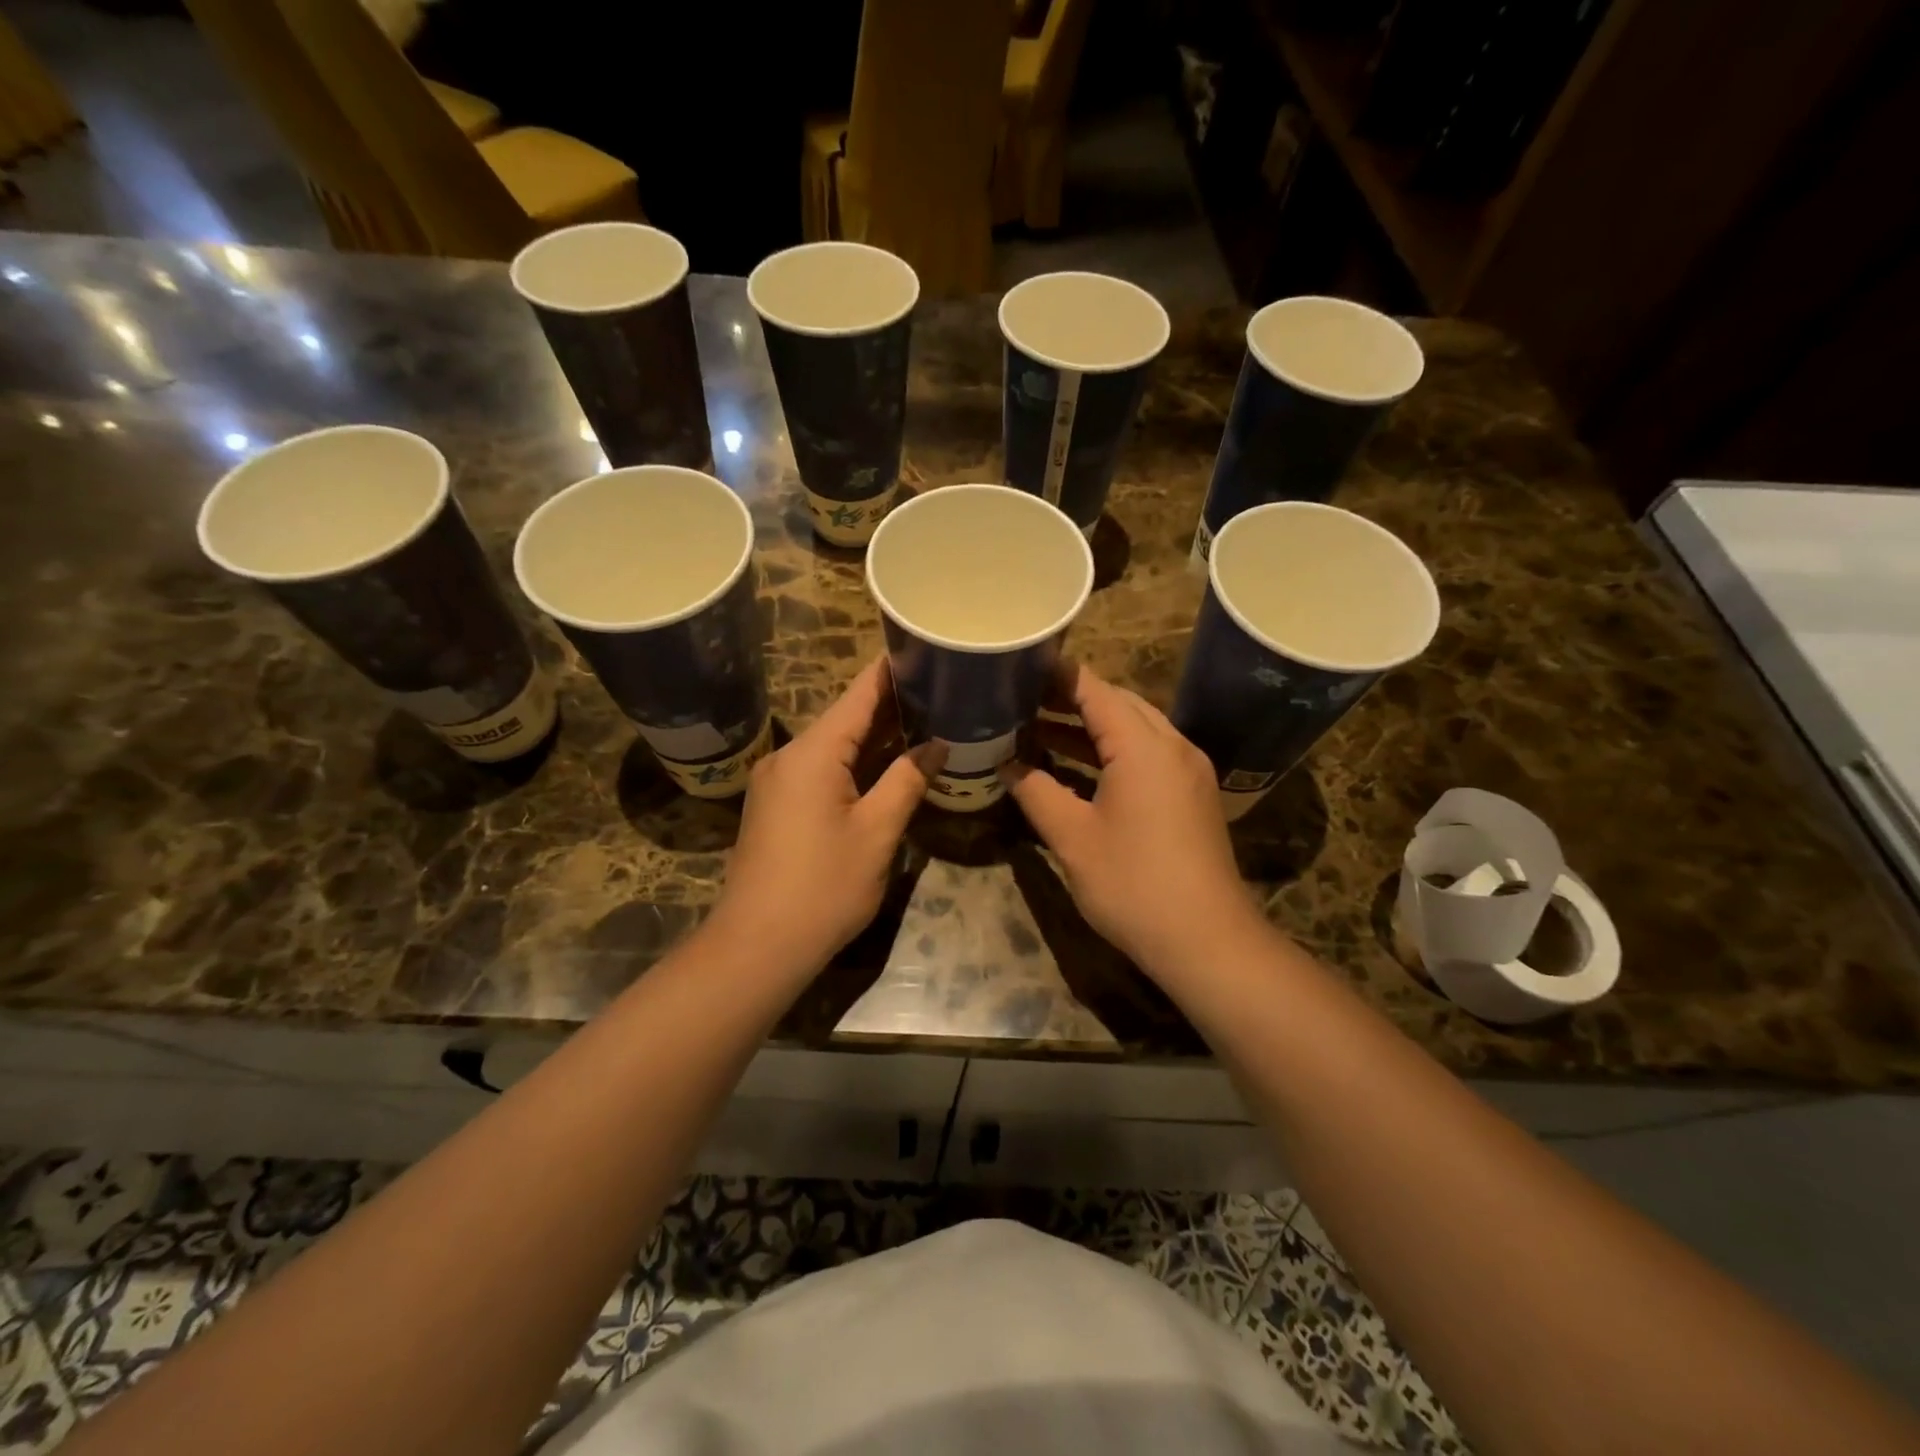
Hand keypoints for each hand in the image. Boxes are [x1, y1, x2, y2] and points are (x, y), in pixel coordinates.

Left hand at [714, 659, 933, 972]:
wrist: (757, 945)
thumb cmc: (823, 887)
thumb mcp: (877, 832)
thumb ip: (908, 780)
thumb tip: (937, 744)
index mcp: (813, 752)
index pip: (859, 693)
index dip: (893, 669)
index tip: (927, 648)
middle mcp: (790, 755)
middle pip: (847, 716)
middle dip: (894, 704)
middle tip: (942, 690)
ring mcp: (779, 781)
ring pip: (836, 745)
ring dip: (878, 736)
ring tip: (927, 720)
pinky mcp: (778, 805)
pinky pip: (823, 769)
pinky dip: (857, 762)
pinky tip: (890, 764)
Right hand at [1002, 663, 1264, 975]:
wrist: (1206, 941)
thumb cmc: (1133, 884)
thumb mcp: (1073, 838)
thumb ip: (1036, 792)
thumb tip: (1007, 765)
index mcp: (1143, 746)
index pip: (1094, 690)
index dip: (1056, 676)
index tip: (1019, 666)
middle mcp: (1172, 746)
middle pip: (1118, 704)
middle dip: (1070, 699)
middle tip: (1021, 700)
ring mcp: (1187, 771)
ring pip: (1134, 730)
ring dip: (1089, 728)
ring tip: (1037, 729)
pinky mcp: (1191, 795)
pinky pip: (1147, 756)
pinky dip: (1111, 753)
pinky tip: (1077, 768)